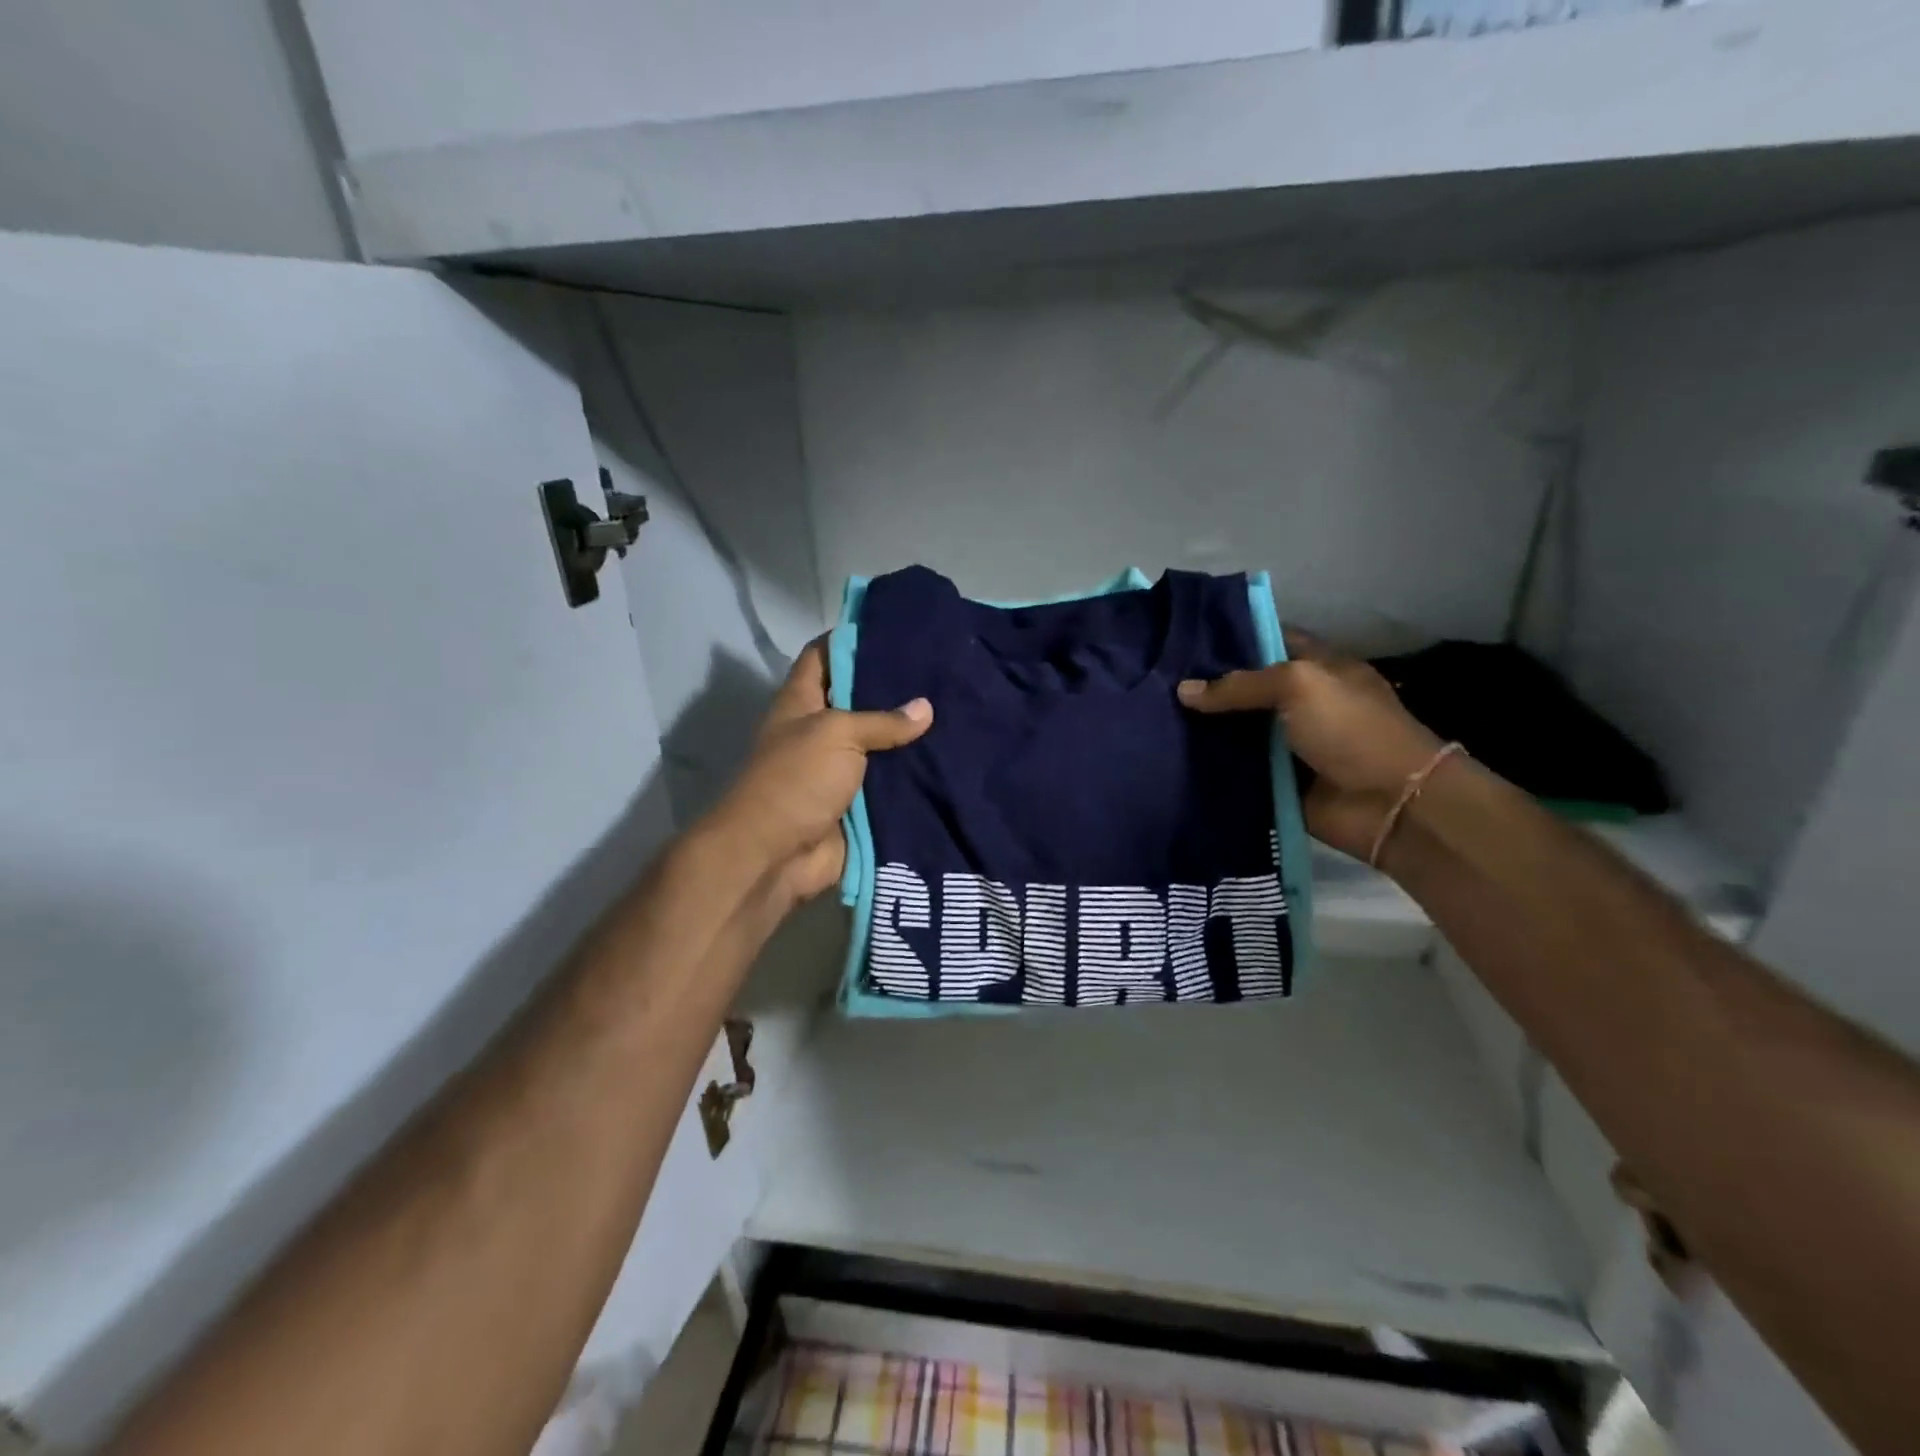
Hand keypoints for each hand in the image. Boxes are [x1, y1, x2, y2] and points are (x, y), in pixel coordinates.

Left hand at [708, 638, 931, 903]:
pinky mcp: (861, 803)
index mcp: (802, 703)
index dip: (852, 638)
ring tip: (959, 709)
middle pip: (860, 699)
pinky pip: (893, 784)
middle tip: (943, 668)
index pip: (824, 656)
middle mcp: (821, 730)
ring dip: (912, 735)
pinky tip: (954, 759)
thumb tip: (926, 708)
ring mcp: (841, 769)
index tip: (895, 626)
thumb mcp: (835, 734)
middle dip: (896, 687)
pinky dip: (917, 776)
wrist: (775, 857)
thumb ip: (881, 720)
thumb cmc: (795, 780)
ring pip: (882, 744)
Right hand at [1177, 630, 1443, 861]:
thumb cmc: (1352, 730)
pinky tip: (1172, 755)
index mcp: (1319, 669)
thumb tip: (1183, 690)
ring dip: (1204, 728)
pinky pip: (1236, 769)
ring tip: (1154, 718)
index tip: (1185, 640)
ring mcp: (1288, 744)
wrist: (1390, 805)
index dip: (1233, 637)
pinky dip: (1211, 765)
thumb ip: (1240, 686)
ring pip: (1236, 730)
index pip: (1270, 641)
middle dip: (1208, 686)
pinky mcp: (1276, 781)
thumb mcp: (1299, 687)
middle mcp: (1302, 703)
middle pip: (1247, 689)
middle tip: (1158, 681)